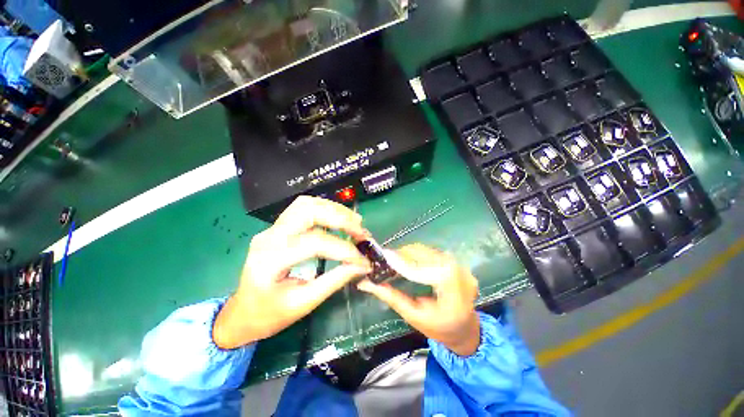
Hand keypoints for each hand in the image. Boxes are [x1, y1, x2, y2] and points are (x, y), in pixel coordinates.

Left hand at [213, 196, 371, 349]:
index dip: (343, 249)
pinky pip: (303, 208)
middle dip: (340, 219)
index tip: (363, 259)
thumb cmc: (269, 315)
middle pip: (308, 212)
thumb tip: (361, 266)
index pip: (314, 243)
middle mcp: (269, 237)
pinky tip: (338, 218)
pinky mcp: (278, 227)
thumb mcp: (304, 303)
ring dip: (333, 210)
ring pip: (306, 204)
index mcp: (270, 260)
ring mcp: (271, 229)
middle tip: (361, 231)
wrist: (242, 313)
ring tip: (354, 222)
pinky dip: (324, 209)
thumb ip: (335, 280)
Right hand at [357, 244, 480, 355]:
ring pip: (427, 251)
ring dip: (410, 253)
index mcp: (450, 286)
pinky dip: (418, 255)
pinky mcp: (456, 262)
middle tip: (387, 259)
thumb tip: (365, 284)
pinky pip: (433, 253)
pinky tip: (410, 261)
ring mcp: (459, 264)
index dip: (399, 261)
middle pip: (423, 254)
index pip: (419, 269)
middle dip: (403, 254)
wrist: (465, 330)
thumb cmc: (439, 328)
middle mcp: (457, 270)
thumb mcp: (413, 315)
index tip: (383, 255)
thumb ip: (390, 297)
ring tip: (396, 260)